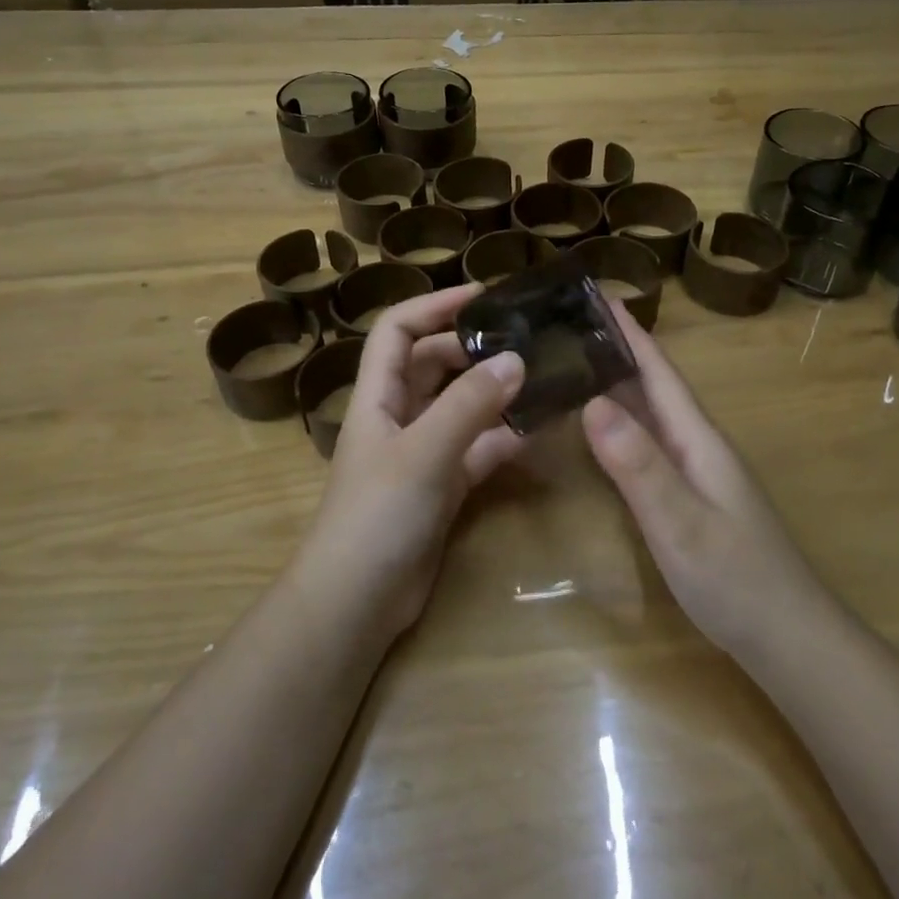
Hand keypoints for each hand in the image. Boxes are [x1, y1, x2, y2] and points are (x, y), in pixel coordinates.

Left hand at [303, 284, 524, 639]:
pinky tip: (536, 432)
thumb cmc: (377, 515)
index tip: (483, 296)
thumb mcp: (424, 452)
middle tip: (525, 340)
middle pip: (433, 364)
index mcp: (378, 396)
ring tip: (541, 378)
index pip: (398, 330)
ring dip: (494, 393)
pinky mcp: (442, 487)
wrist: (357, 602)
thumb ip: (470, 405)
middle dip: (473, 348)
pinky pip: (476, 449)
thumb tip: (517, 360)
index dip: (434, 305)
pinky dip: (502, 438)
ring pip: (460, 407)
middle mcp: (399, 417)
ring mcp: (421, 453)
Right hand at [581, 306, 825, 654]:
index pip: (660, 373)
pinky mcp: (693, 499)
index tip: (600, 294)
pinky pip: (651, 446)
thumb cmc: (736, 579)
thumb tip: (594, 401)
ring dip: (619, 385)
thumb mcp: (681, 523)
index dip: (631, 334)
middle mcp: (699, 447)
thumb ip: (639, 466)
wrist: (789, 640)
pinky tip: (603, 432)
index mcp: (699, 440)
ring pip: (652, 416)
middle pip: (655, 387)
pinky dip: (624, 427)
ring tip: (576, 364)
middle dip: (618, 351)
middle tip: (570, 325)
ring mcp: (699, 474)